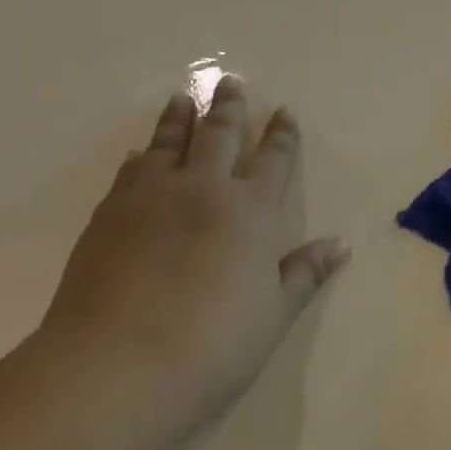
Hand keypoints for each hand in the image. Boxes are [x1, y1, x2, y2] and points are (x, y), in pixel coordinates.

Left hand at [40, 76, 347, 437]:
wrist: (116, 367)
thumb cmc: (211, 345)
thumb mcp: (273, 314)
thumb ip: (304, 274)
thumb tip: (340, 245)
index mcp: (251, 211)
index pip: (273, 160)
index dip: (281, 134)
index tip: (283, 111)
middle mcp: (205, 190)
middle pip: (220, 134)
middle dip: (228, 107)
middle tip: (229, 82)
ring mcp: (152, 198)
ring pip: (169, 142)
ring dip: (179, 118)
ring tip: (182, 99)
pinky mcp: (110, 215)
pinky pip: (130, 172)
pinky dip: (140, 157)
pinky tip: (138, 155)